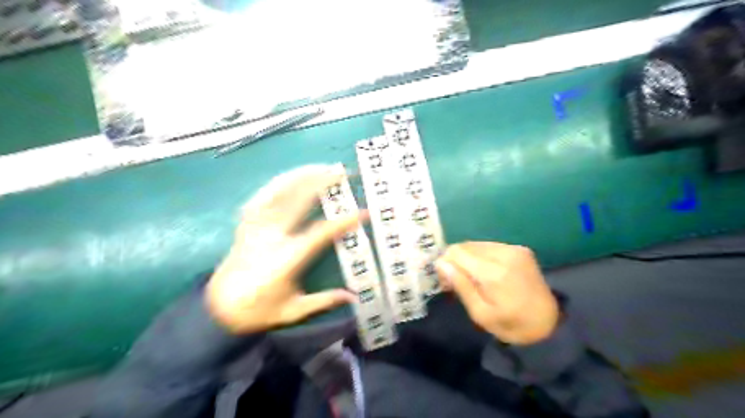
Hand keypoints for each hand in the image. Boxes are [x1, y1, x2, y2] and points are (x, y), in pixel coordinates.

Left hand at [204, 166, 365, 334]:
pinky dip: (276, 184)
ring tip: (320, 167)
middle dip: (321, 183)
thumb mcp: (293, 311)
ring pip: (278, 193)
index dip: (342, 222)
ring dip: (300, 176)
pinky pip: (260, 197)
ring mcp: (255, 227)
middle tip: (341, 172)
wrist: (217, 309)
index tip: (363, 212)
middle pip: (297, 202)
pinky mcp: (245, 225)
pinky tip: (289, 177)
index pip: (319, 234)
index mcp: (286, 259)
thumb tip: (353, 296)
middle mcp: (270, 237)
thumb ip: (323, 301)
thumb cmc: (258, 311)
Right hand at [438, 242, 558, 344]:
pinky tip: (486, 272)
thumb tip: (441, 263)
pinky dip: (481, 257)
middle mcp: (504, 254)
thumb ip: (461, 286)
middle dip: (456, 261)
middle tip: (458, 282)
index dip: (446, 264)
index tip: (447, 282)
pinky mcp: (520, 249)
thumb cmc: (511, 324)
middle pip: (465, 246)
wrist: (549, 322)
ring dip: (468, 259)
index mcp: (494, 273)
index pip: (456, 252)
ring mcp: (514, 249)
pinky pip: (489, 246)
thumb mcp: (481, 314)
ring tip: (473, 278)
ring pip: (476, 244)